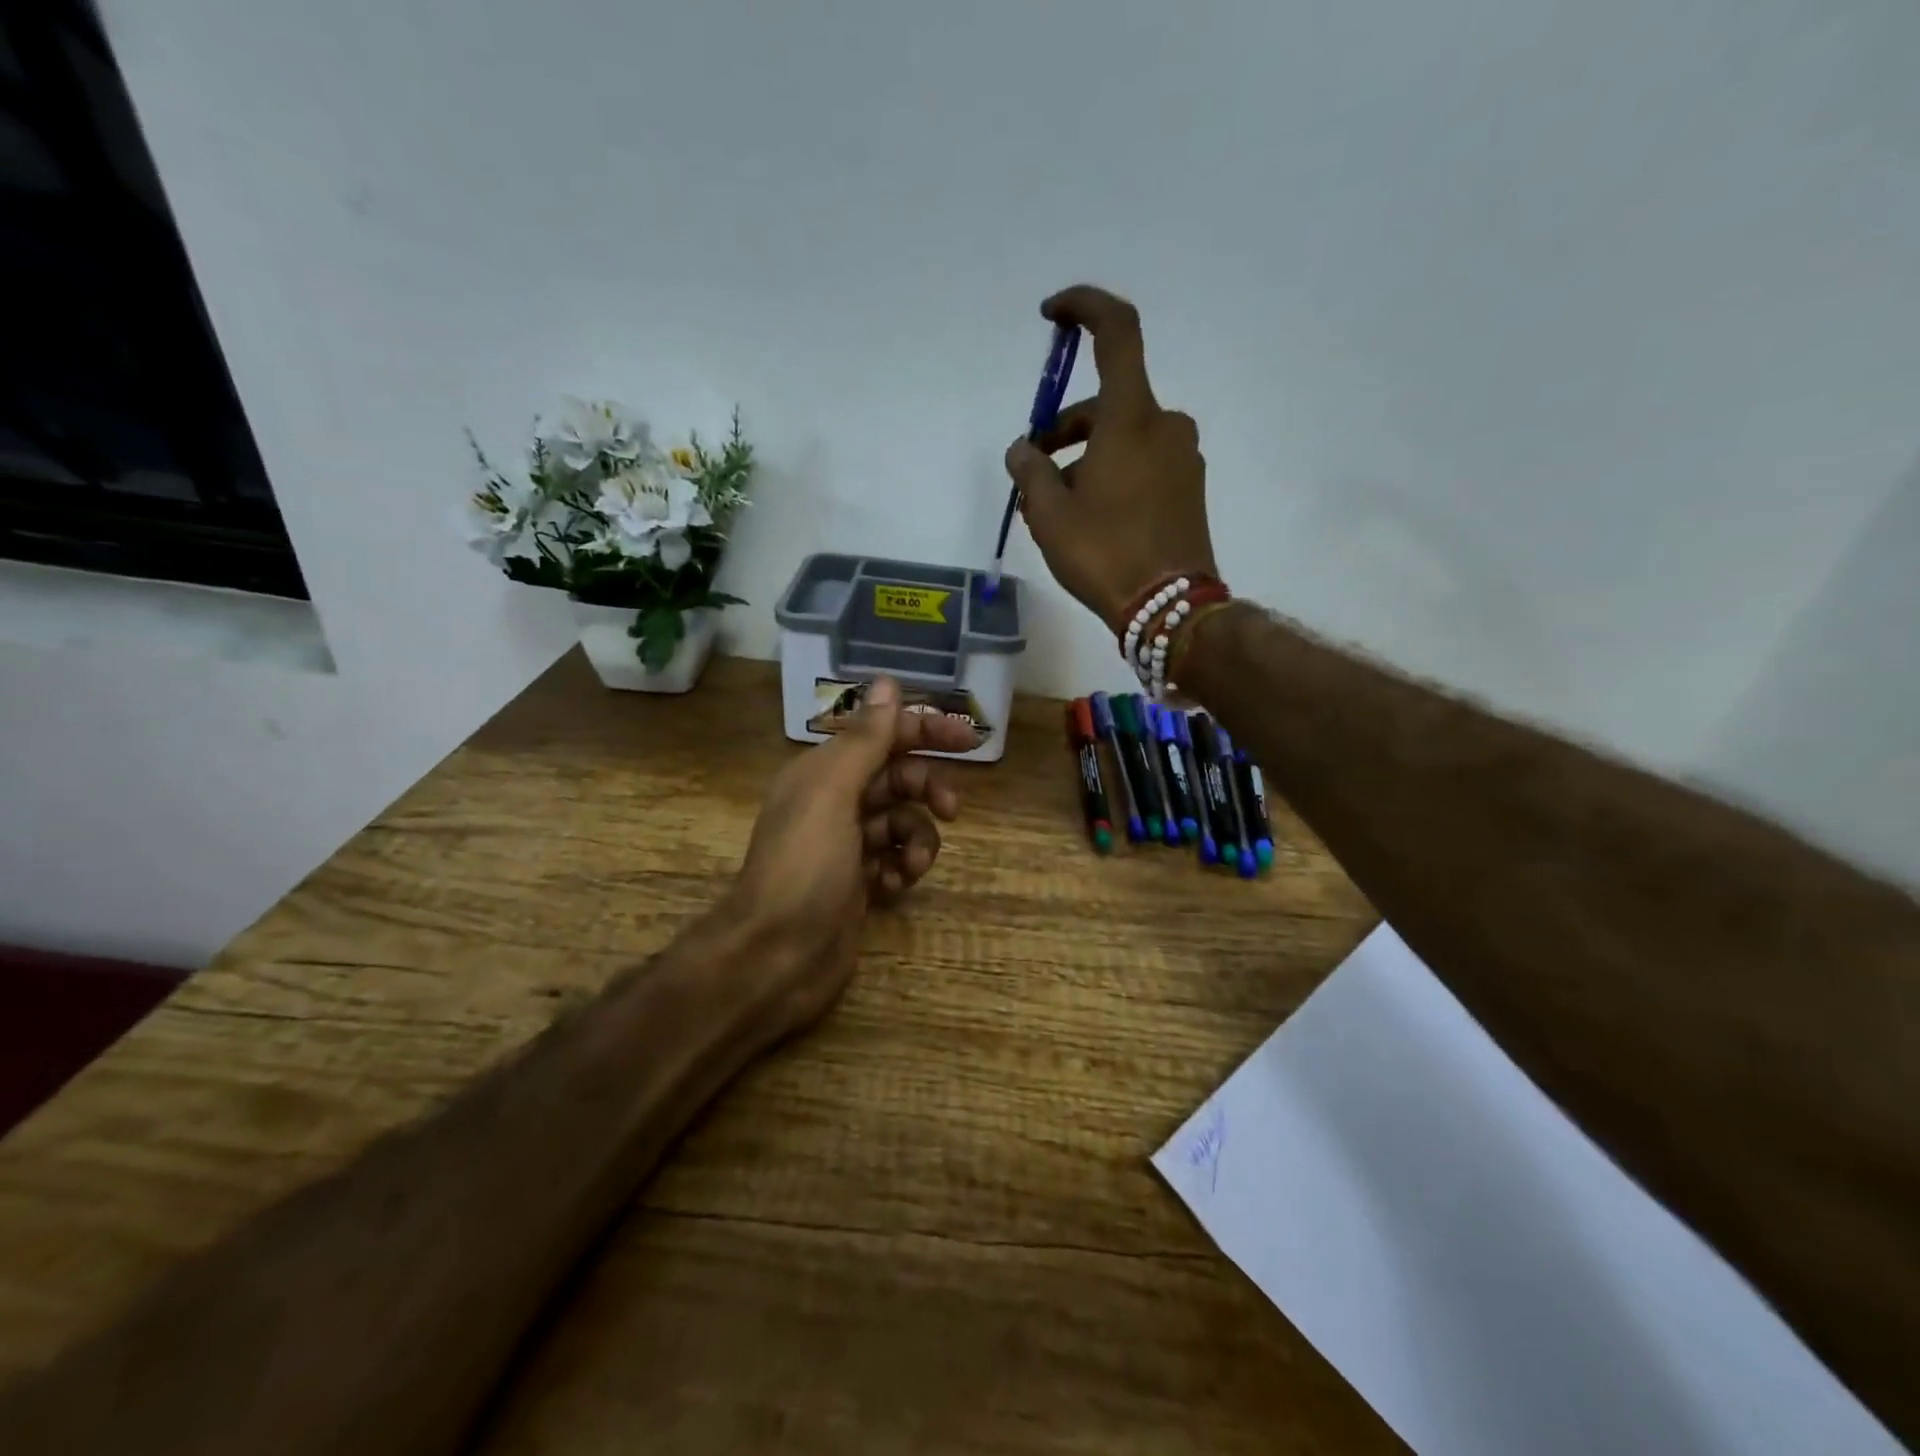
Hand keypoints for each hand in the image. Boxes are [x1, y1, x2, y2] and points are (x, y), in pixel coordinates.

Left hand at [728, 677, 972, 1035]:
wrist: (776, 956)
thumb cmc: (804, 866)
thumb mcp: (833, 792)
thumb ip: (865, 738)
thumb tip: (888, 682)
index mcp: (823, 772)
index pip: (882, 735)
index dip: (924, 730)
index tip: (968, 738)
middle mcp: (834, 802)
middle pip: (897, 778)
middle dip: (927, 789)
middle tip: (952, 809)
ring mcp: (846, 846)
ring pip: (902, 821)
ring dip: (918, 838)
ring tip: (913, 866)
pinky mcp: (858, 883)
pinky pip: (896, 860)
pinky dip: (903, 868)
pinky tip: (895, 887)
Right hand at [1004, 284, 1217, 633]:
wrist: (1170, 606)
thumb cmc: (1105, 554)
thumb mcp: (1050, 515)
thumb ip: (1030, 472)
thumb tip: (1023, 450)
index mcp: (1132, 417)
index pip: (1117, 332)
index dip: (1085, 308)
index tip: (1052, 315)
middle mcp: (1165, 425)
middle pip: (1108, 401)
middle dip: (1066, 427)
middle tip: (1033, 468)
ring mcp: (1183, 457)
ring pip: (1123, 436)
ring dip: (1086, 455)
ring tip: (1055, 505)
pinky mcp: (1189, 487)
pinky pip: (1143, 461)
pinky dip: (1112, 471)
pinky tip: (1090, 514)